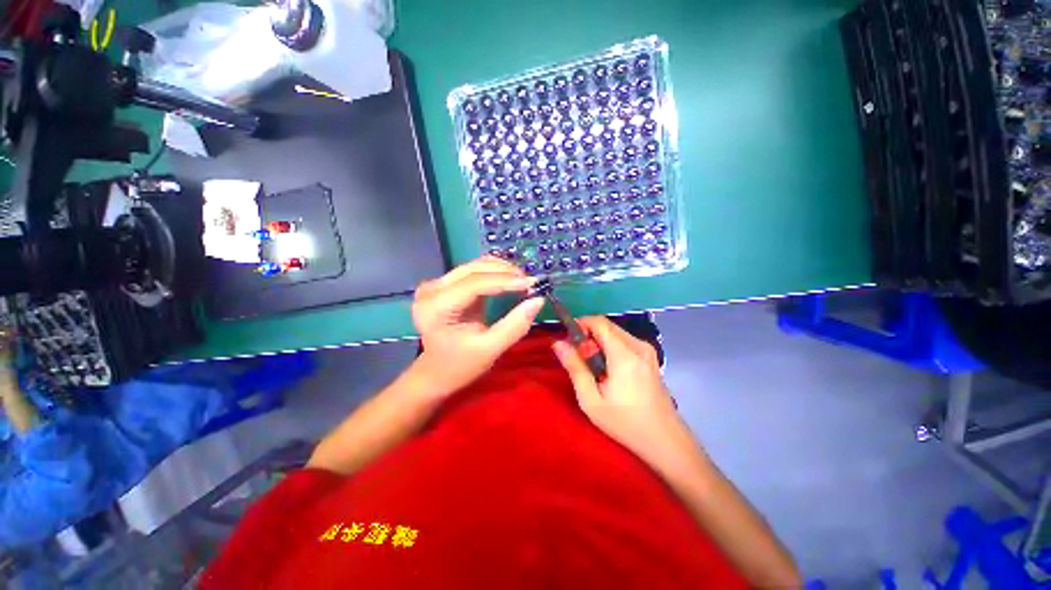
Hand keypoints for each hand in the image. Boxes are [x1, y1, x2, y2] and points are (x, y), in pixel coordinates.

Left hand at [412, 256, 544, 395]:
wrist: (435, 373)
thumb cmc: (459, 366)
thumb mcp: (490, 350)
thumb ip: (515, 325)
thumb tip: (538, 300)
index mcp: (436, 307)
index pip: (475, 283)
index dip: (506, 280)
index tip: (533, 284)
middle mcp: (432, 289)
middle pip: (474, 269)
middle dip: (506, 272)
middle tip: (531, 284)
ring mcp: (436, 284)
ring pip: (475, 266)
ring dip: (501, 270)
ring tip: (523, 283)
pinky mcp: (444, 285)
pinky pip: (473, 272)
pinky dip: (494, 274)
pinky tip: (510, 282)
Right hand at [553, 317, 691, 468]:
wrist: (665, 440)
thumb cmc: (625, 423)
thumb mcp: (591, 400)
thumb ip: (575, 367)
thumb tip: (558, 343)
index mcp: (624, 354)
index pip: (599, 322)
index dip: (580, 324)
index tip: (568, 340)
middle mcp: (638, 346)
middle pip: (607, 326)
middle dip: (588, 335)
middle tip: (577, 357)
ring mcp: (647, 350)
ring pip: (615, 332)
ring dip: (599, 341)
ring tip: (591, 366)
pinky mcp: (650, 356)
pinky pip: (624, 341)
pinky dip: (610, 347)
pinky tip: (607, 369)